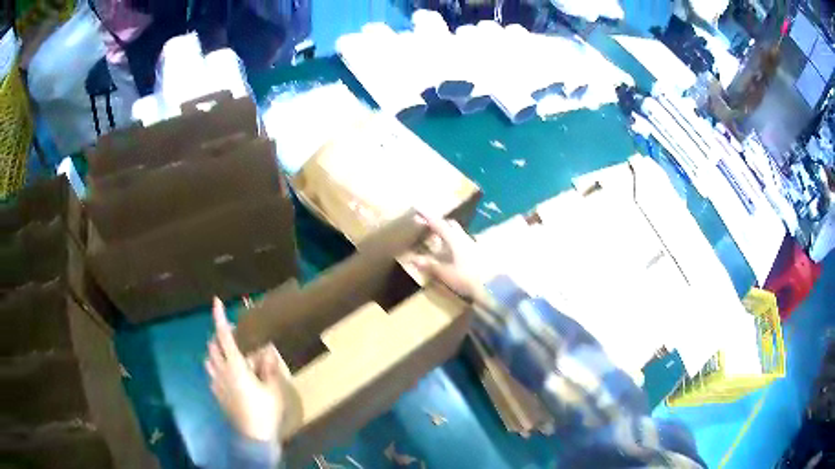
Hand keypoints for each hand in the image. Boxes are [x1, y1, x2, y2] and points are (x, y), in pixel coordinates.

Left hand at [205, 298, 287, 441]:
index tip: (216, 302)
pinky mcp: (216, 394)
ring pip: (208, 359)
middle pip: (212, 346)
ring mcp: (216, 383)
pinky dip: (216, 367)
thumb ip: (268, 367)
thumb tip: (266, 349)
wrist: (253, 436)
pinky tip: (227, 375)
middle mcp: (221, 371)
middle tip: (232, 334)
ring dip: (215, 351)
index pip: (224, 337)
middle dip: (219, 336)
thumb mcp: (272, 388)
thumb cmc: (265, 410)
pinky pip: (211, 374)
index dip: (219, 318)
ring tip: (229, 354)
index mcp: (235, 366)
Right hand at [410, 214, 489, 300]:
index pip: (439, 224)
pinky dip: (456, 247)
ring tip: (439, 243)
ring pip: (459, 235)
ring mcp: (475, 246)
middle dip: (440, 224)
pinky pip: (465, 245)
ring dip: (449, 236)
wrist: (494, 287)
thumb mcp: (447, 274)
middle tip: (429, 227)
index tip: (418, 208)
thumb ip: (431, 265)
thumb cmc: (468, 278)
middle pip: (452, 226)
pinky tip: (454, 255)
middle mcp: (465, 239)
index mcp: (455, 240)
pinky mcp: (481, 255)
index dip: (427, 217)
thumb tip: (413, 258)